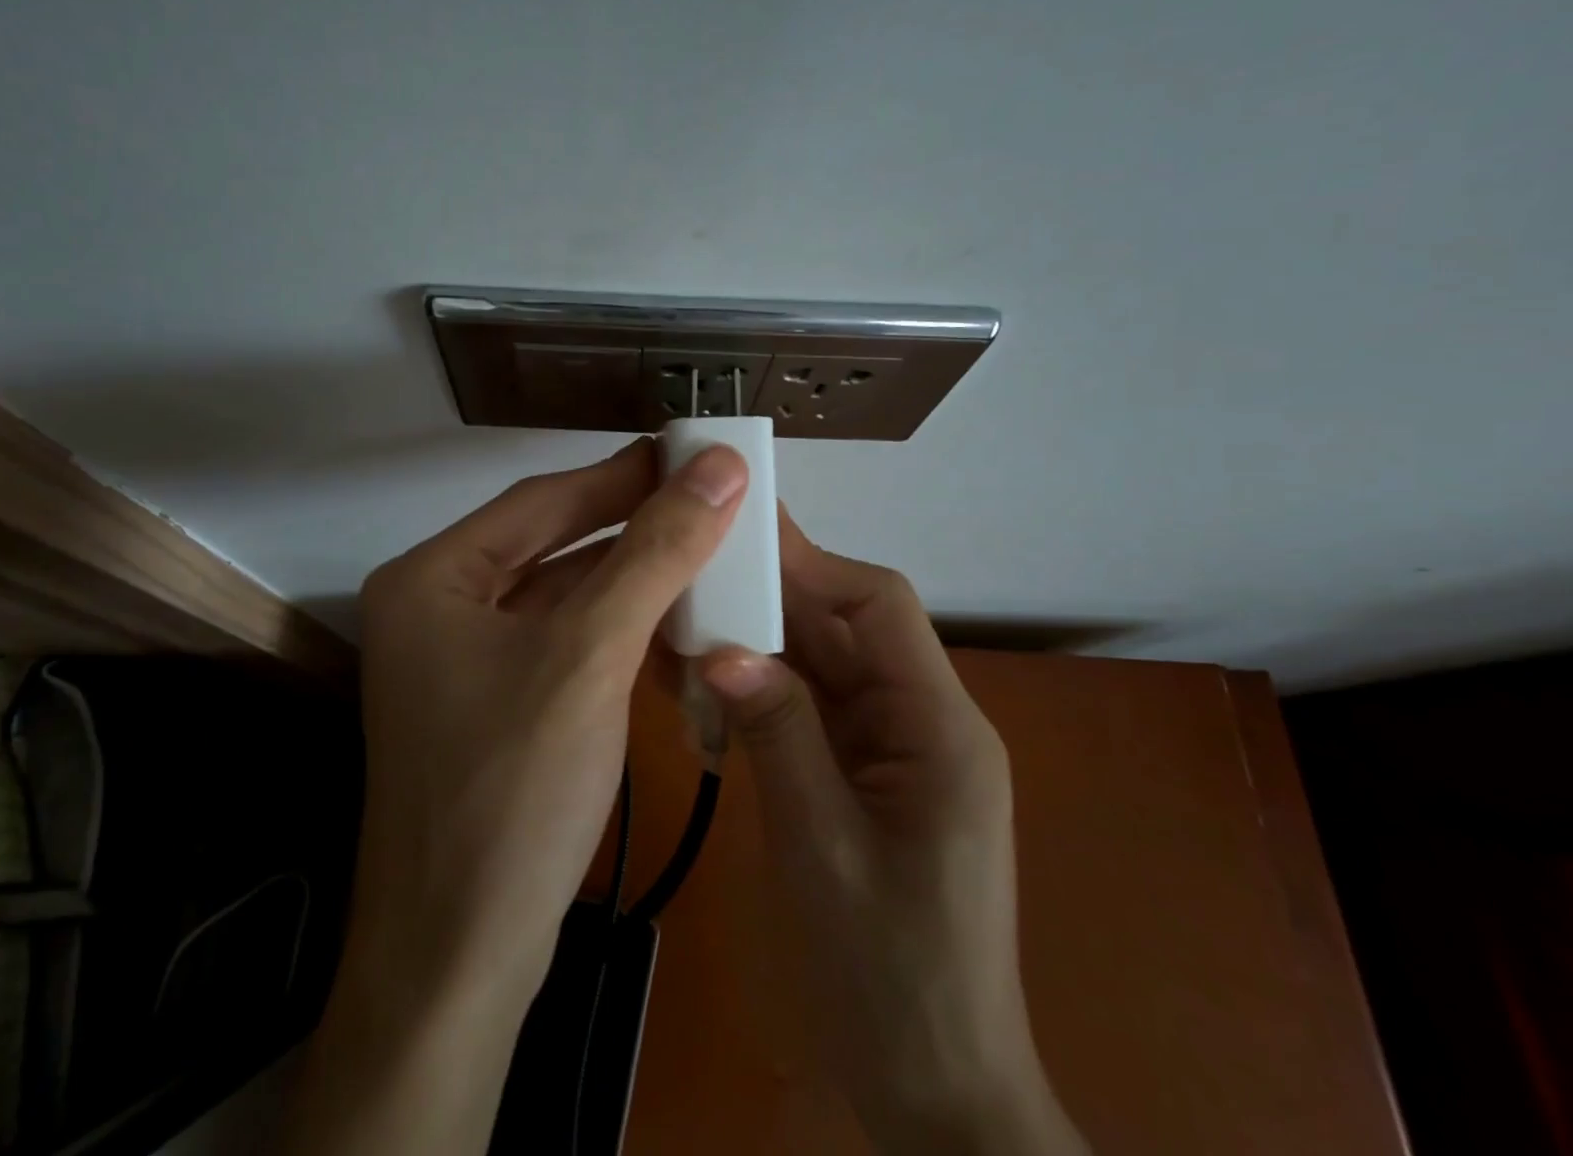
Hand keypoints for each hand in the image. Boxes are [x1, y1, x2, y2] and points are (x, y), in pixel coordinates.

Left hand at [288, 438, 748, 1155]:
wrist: (460, 964)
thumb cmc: (512, 793)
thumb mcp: (591, 656)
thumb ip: (656, 554)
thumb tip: (718, 468)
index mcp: (432, 577)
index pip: (542, 501)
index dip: (624, 474)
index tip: (694, 453)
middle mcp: (437, 605)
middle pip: (550, 541)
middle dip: (631, 521)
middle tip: (709, 494)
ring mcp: (461, 657)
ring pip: (561, 590)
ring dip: (630, 572)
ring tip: (704, 543)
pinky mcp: (492, 701)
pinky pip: (562, 638)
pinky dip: (616, 624)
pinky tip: (671, 614)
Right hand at [700, 511, 1086, 1155]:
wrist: (933, 1092)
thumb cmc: (891, 975)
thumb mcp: (822, 849)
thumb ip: (777, 736)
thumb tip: (720, 647)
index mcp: (938, 727)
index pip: (879, 608)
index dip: (812, 562)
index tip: (740, 536)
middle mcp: (921, 721)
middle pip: (847, 628)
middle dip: (774, 595)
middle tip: (696, 565)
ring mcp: (892, 749)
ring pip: (824, 663)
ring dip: (761, 641)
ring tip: (689, 617)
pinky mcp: (864, 774)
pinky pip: (812, 707)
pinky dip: (763, 689)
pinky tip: (709, 684)